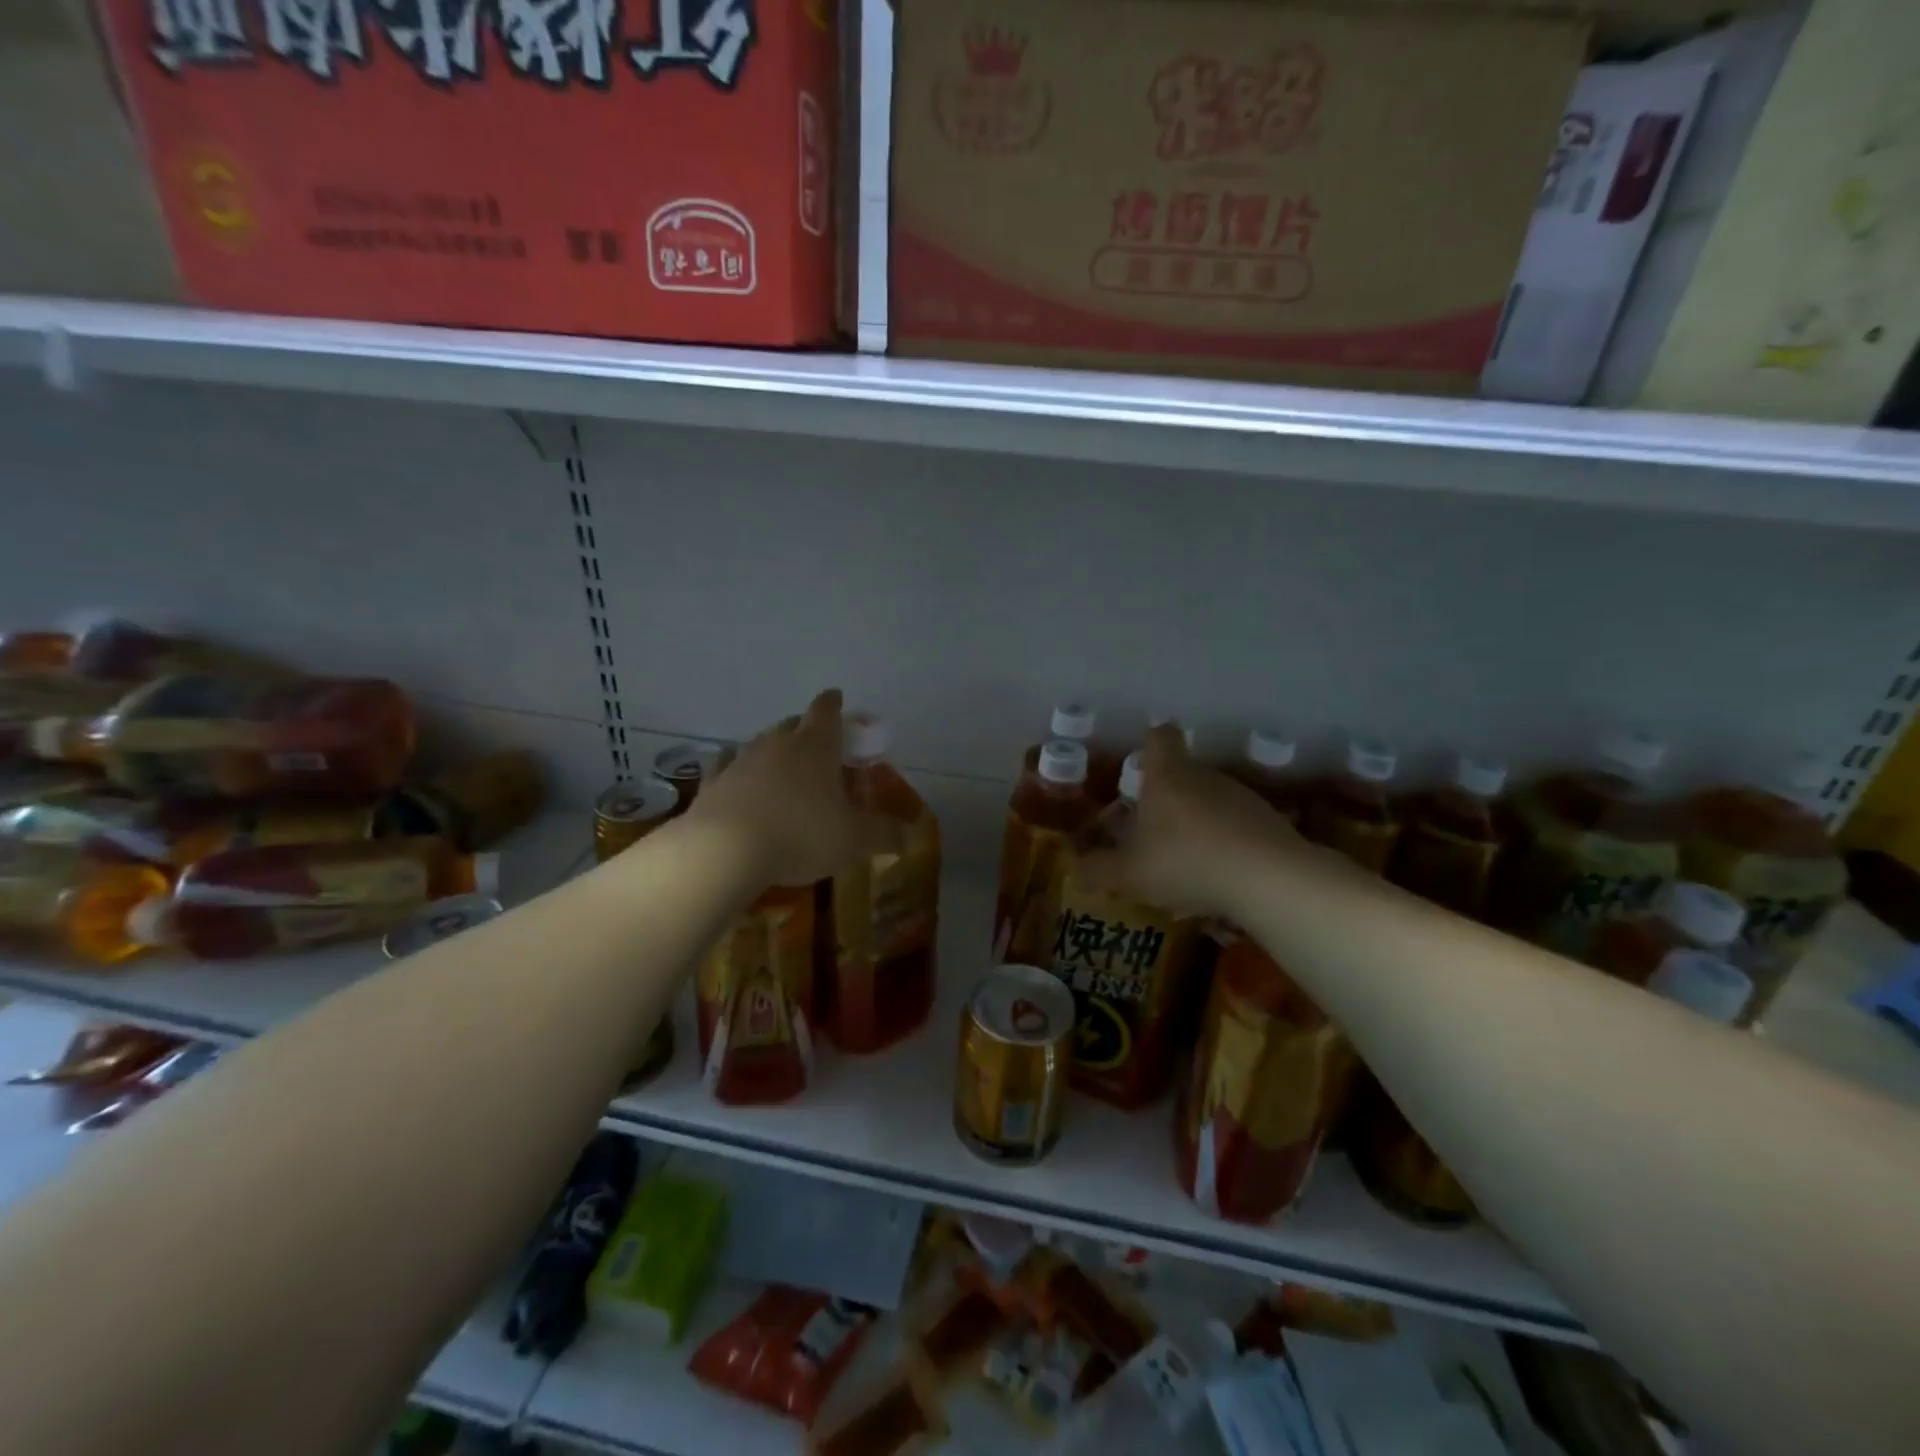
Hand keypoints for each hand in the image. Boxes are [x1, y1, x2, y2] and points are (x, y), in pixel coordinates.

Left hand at [690, 689, 870, 887]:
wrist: (726, 851)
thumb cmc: (802, 835)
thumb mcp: (854, 840)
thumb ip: (884, 834)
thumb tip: (909, 834)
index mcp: (817, 746)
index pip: (827, 711)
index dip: (834, 703)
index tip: (837, 697)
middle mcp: (778, 743)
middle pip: (793, 724)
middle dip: (806, 729)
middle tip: (818, 747)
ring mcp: (742, 760)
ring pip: (761, 743)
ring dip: (773, 750)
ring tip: (782, 767)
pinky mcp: (713, 782)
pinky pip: (725, 765)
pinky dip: (735, 767)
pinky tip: (735, 774)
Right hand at [1078, 723, 1301, 919]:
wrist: (1267, 878)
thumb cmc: (1185, 862)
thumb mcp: (1129, 874)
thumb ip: (1099, 870)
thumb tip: (1074, 867)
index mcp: (1167, 777)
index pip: (1160, 738)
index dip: (1150, 742)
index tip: (1143, 758)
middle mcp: (1204, 777)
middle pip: (1183, 773)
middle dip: (1167, 798)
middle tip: (1151, 832)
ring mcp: (1241, 796)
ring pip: (1211, 801)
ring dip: (1198, 823)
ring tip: (1186, 861)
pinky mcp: (1269, 821)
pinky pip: (1238, 825)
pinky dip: (1227, 843)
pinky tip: (1221, 875)